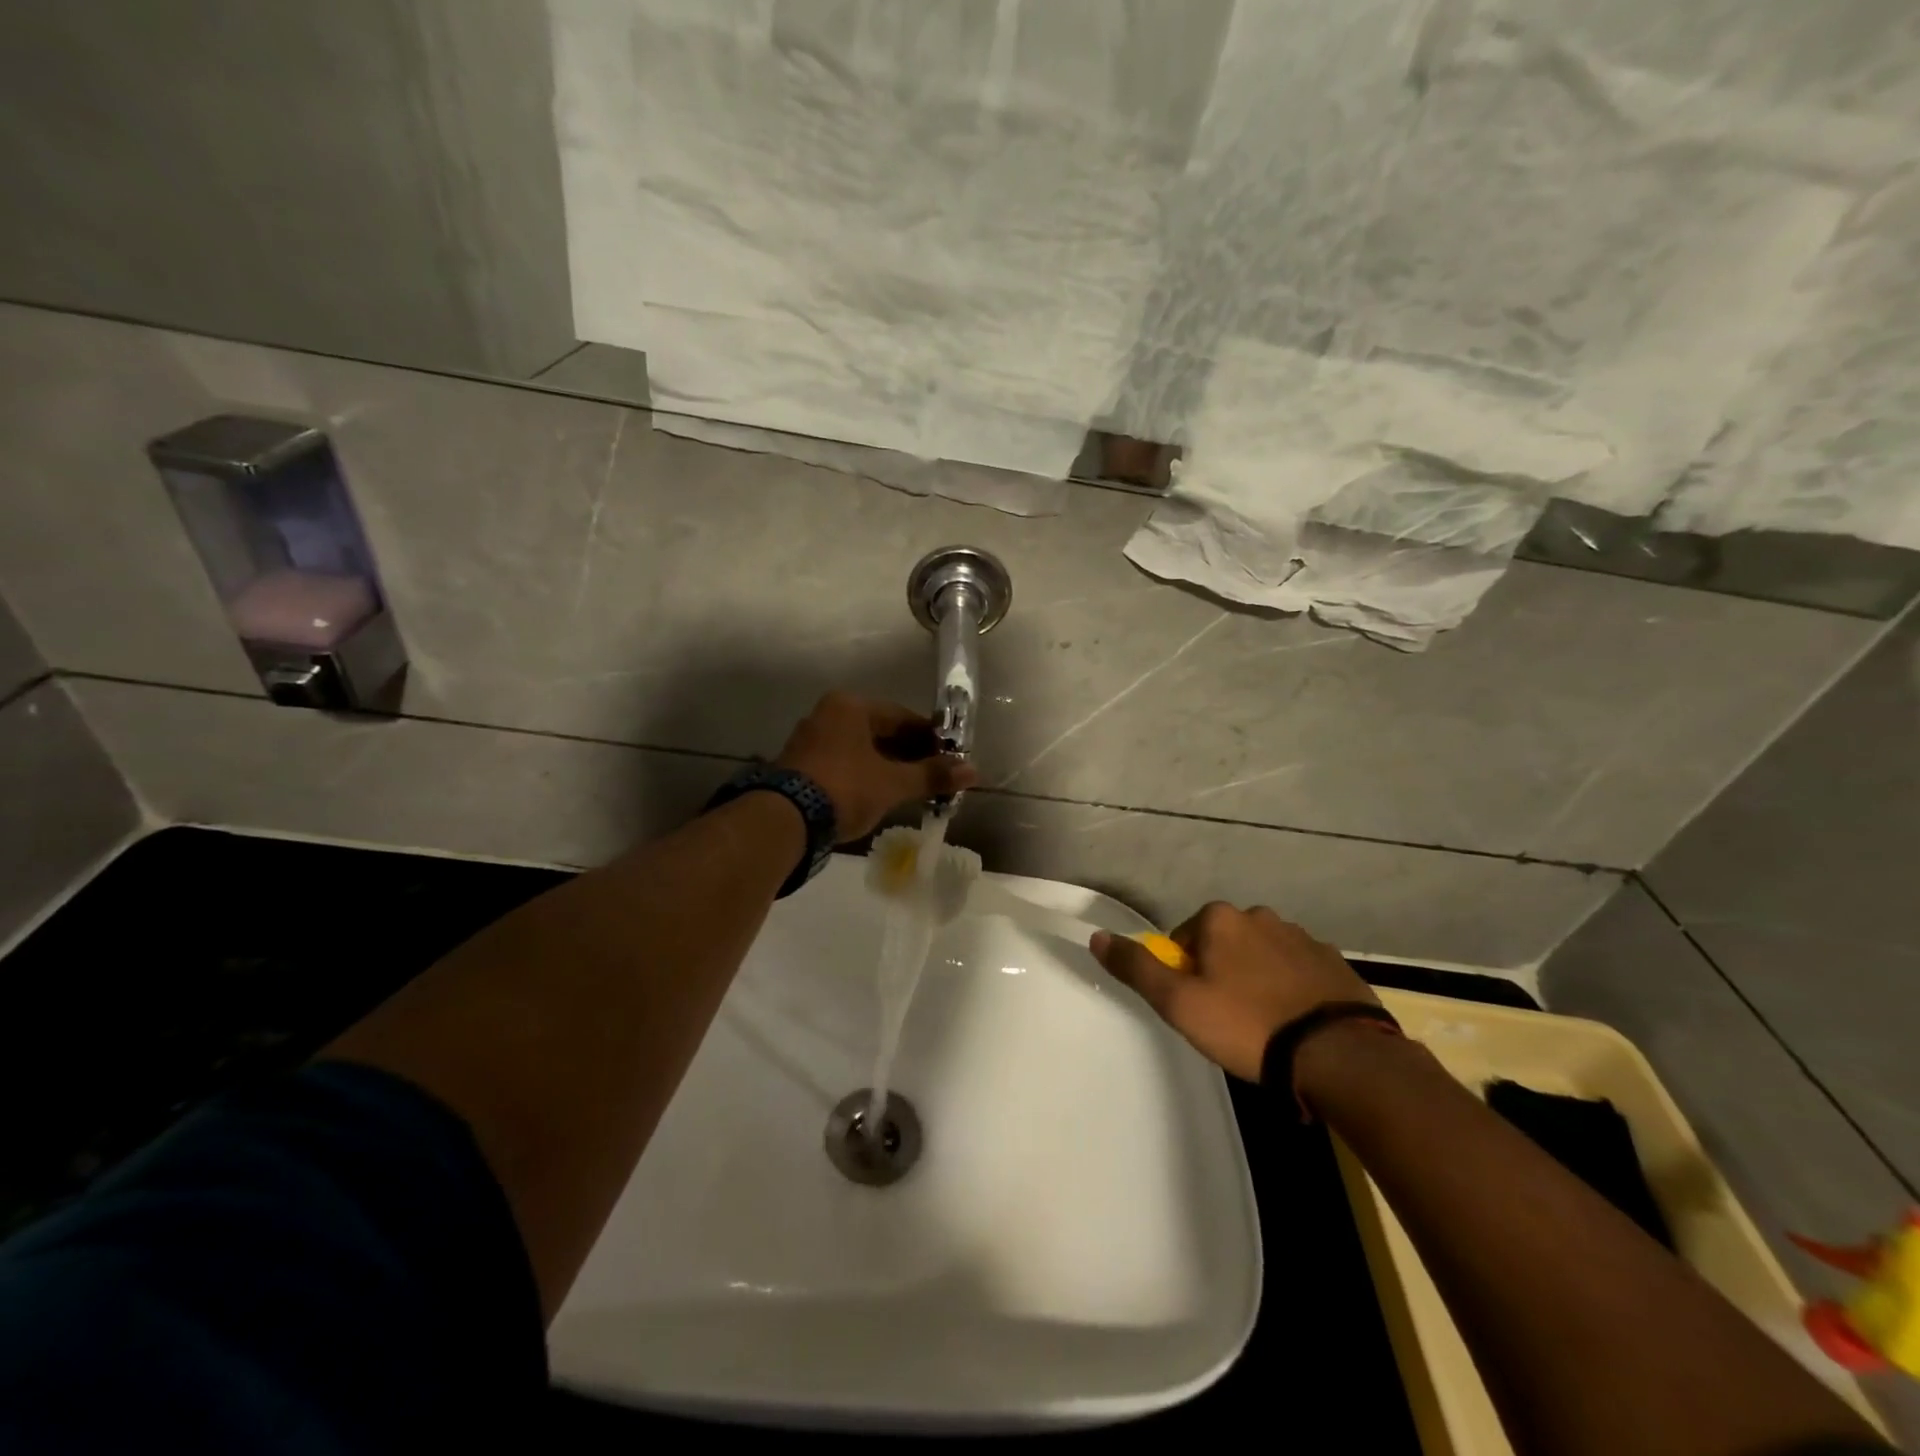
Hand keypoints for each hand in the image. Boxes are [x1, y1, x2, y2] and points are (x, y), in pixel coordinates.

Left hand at [776, 692, 976, 841]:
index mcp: (850, 706)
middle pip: (881, 733)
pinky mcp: (800, 766)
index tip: (950, 759)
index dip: (931, 738)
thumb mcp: (893, 783)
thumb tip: (973, 771)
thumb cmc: (845, 789)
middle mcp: (828, 715)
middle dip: (910, 755)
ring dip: (888, 767)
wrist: (785, 821)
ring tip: (912, 789)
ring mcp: (811, 740)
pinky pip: (844, 764)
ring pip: (862, 750)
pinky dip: (866, 776)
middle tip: (935, 777)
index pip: (903, 717)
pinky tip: (881, 795)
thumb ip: (932, 775)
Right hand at [1090, 903, 1374, 1082]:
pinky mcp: (1335, 963)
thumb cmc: (1247, 1025)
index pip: (1183, 939)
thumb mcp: (1179, 1003)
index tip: (1197, 1009)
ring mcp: (1303, 938)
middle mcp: (1261, 916)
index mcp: (1221, 919)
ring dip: (1257, 982)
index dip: (1183, 975)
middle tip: (1228, 1022)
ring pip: (1262, 958)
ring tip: (1266, 1029)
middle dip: (1221, 975)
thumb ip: (1136, 967)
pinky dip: (1292, 992)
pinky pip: (1298, 973)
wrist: (1340, 1055)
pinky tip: (1297, 1025)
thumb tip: (1097, 936)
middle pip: (1223, 945)